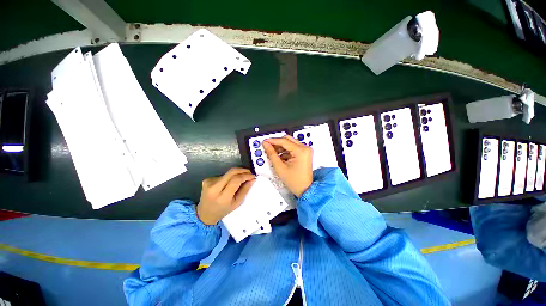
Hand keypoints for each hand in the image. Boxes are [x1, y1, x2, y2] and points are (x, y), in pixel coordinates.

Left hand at [197, 168, 255, 224]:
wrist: (204, 214)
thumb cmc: (223, 210)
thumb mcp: (237, 203)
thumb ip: (245, 190)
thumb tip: (252, 179)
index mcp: (222, 197)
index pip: (236, 180)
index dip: (246, 176)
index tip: (253, 176)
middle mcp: (214, 188)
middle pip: (231, 172)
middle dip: (242, 170)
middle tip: (249, 173)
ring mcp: (209, 182)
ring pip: (228, 173)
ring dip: (236, 174)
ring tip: (240, 180)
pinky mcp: (207, 179)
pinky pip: (223, 175)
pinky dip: (229, 177)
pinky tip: (229, 183)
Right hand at [263, 136, 312, 196]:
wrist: (305, 189)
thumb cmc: (295, 181)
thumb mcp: (280, 167)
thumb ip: (272, 154)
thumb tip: (267, 145)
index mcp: (301, 151)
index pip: (284, 141)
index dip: (273, 141)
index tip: (265, 142)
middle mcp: (305, 148)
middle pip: (287, 139)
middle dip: (277, 143)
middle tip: (268, 147)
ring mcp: (306, 150)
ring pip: (290, 143)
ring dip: (281, 147)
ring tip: (273, 154)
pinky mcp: (304, 153)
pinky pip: (293, 148)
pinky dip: (285, 151)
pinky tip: (279, 157)